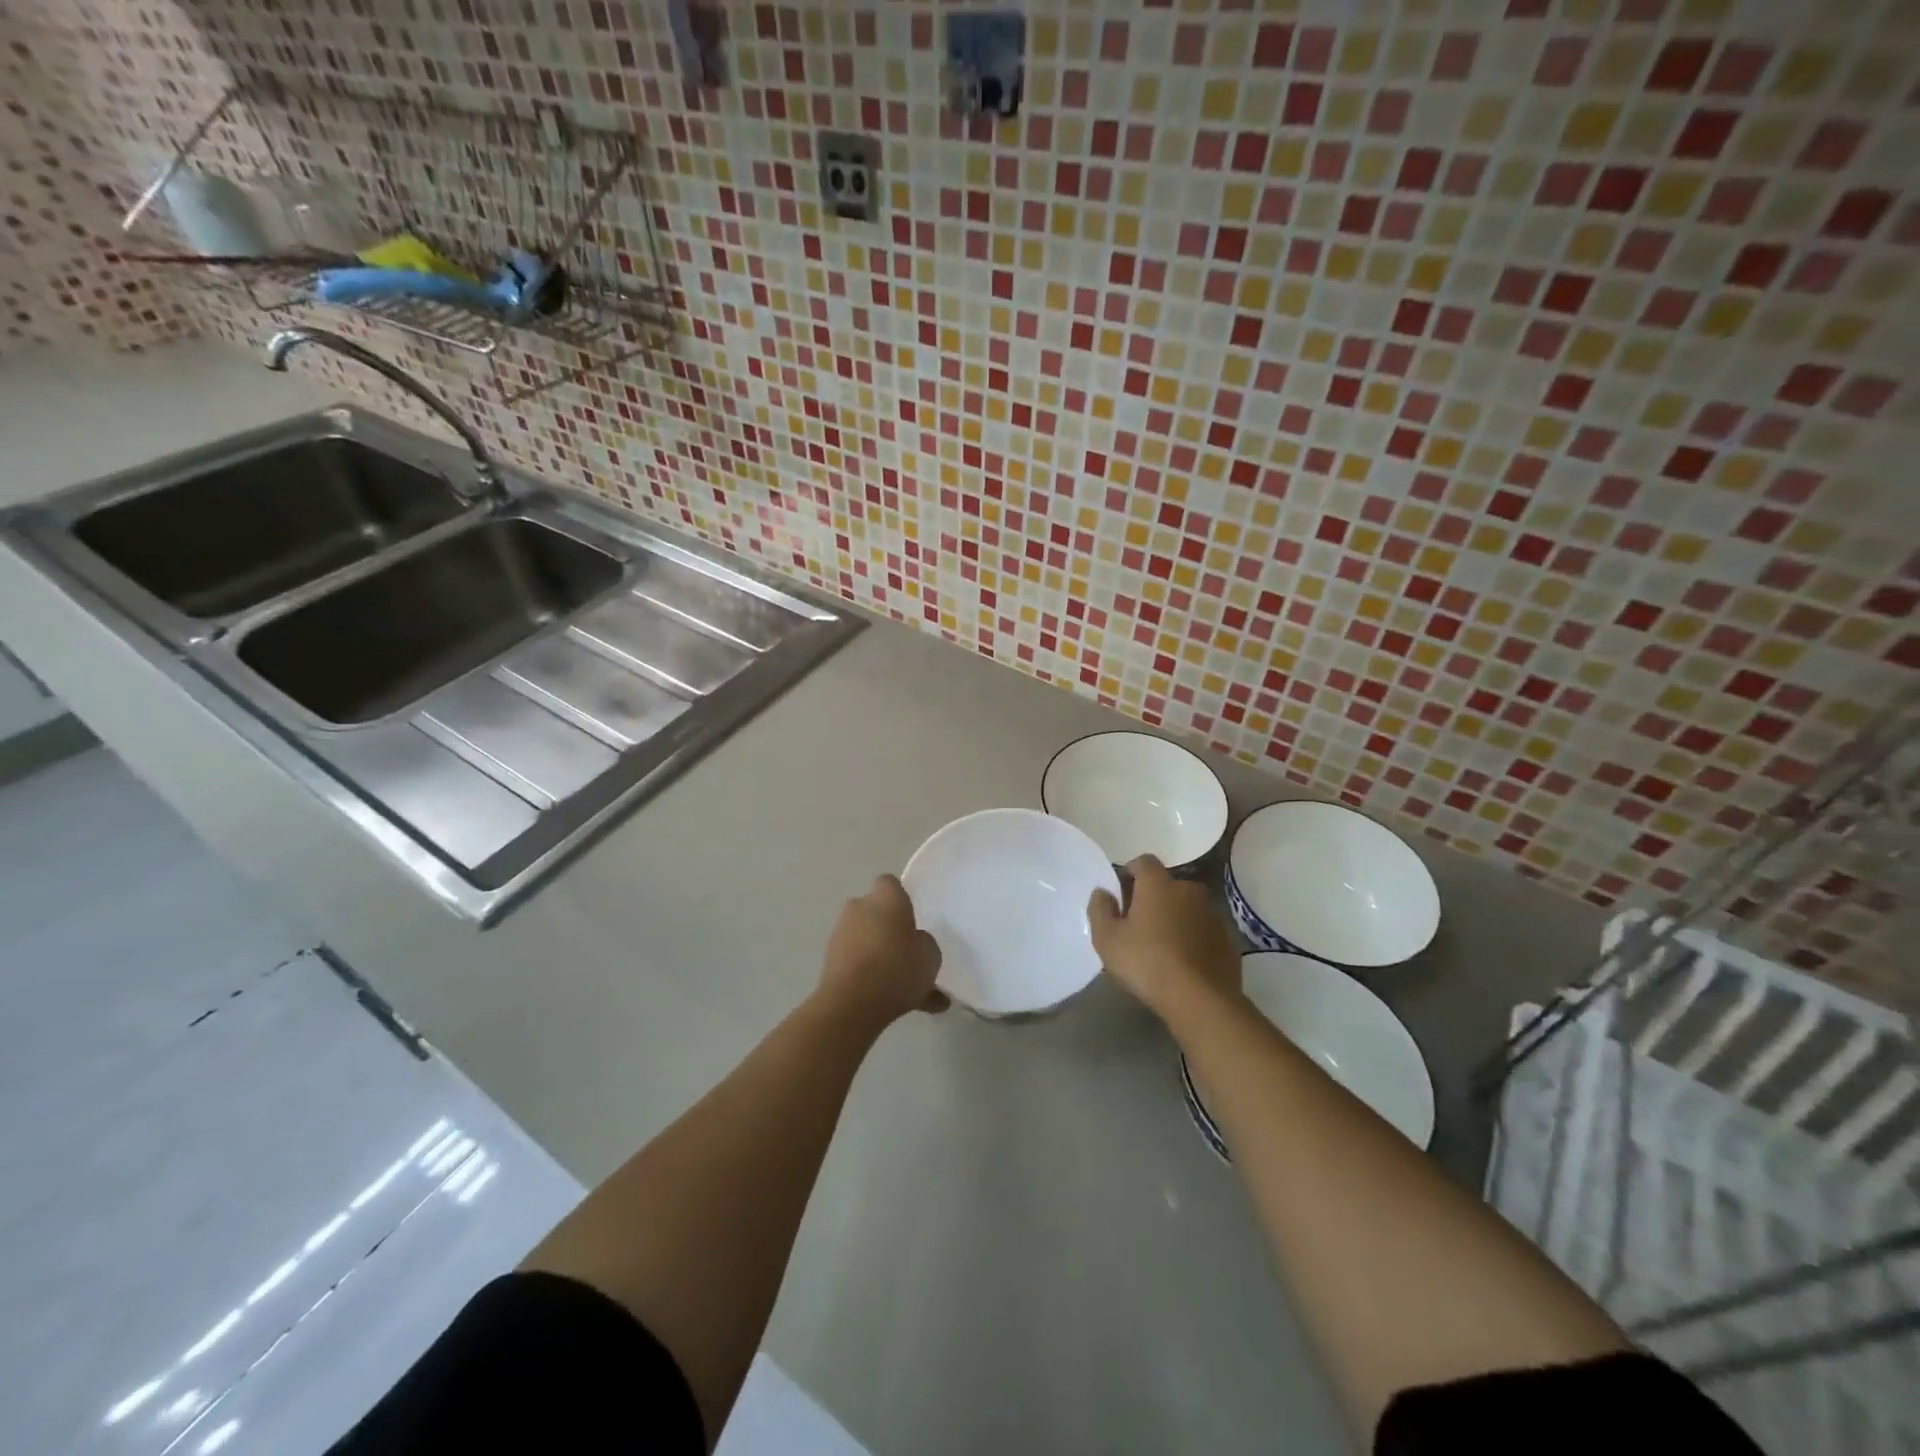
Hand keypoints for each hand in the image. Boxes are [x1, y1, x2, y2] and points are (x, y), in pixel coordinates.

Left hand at [816, 874, 946, 1032]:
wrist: (852, 1004)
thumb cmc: (897, 968)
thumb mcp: (930, 955)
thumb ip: (924, 943)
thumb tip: (915, 942)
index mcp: (886, 898)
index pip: (890, 884)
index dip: (900, 898)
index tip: (911, 918)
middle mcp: (859, 908)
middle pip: (874, 911)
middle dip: (887, 928)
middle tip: (906, 952)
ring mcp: (840, 934)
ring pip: (865, 939)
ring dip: (877, 954)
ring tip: (900, 986)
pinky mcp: (828, 960)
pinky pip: (856, 963)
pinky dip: (868, 977)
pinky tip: (888, 1002)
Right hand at [1088, 856, 1241, 1022]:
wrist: (1201, 1000)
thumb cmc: (1147, 963)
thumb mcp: (1107, 939)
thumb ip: (1100, 909)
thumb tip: (1103, 892)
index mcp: (1158, 884)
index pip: (1143, 862)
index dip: (1130, 873)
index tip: (1121, 894)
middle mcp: (1189, 890)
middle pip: (1166, 886)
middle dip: (1152, 898)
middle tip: (1138, 925)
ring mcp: (1213, 915)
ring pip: (1187, 908)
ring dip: (1175, 918)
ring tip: (1162, 947)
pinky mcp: (1228, 940)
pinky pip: (1203, 931)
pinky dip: (1193, 939)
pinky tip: (1183, 963)